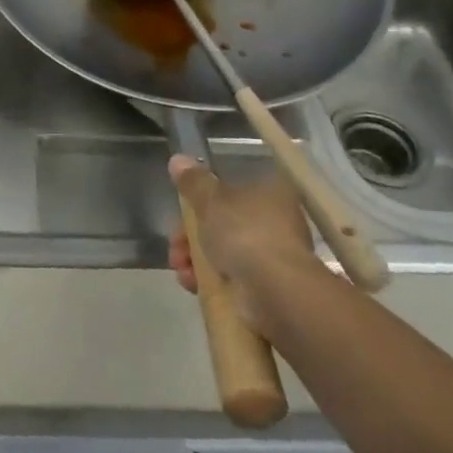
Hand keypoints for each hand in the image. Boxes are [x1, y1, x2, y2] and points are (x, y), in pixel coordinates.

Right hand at [168, 154, 322, 336]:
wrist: (275, 292)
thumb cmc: (244, 233)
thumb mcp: (210, 199)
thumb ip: (192, 181)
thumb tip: (177, 159)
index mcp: (270, 192)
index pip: (230, 190)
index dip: (201, 199)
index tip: (181, 211)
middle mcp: (276, 221)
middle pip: (223, 222)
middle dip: (191, 234)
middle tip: (176, 244)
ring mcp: (272, 255)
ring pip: (223, 251)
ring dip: (195, 258)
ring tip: (181, 268)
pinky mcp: (267, 287)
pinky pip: (231, 277)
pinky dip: (210, 279)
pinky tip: (192, 284)